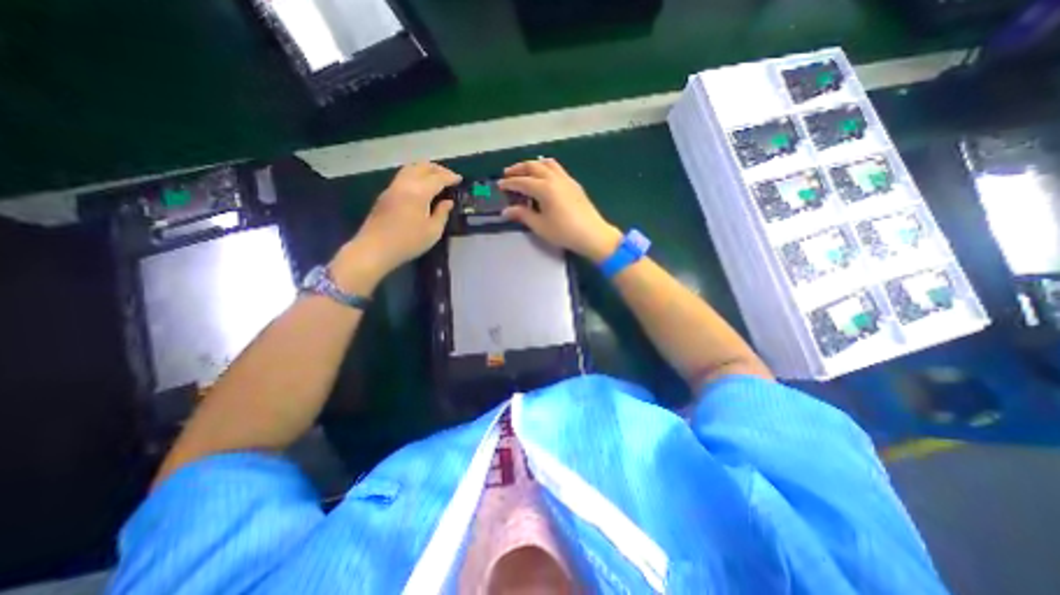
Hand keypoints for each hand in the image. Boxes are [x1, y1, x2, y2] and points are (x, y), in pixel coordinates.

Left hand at [331, 162, 459, 293]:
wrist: (375, 248)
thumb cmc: (408, 242)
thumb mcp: (433, 231)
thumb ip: (442, 213)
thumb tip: (448, 202)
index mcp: (419, 192)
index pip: (437, 178)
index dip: (450, 177)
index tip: (460, 179)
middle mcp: (405, 184)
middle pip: (422, 166)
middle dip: (438, 169)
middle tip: (449, 176)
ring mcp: (392, 188)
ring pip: (410, 168)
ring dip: (425, 169)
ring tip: (436, 178)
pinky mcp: (385, 194)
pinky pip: (403, 176)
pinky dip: (415, 175)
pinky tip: (421, 187)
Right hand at [501, 157, 623, 259]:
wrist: (592, 234)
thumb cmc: (564, 232)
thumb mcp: (540, 226)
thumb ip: (522, 215)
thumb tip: (506, 211)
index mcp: (544, 188)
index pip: (522, 182)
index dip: (509, 183)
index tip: (499, 185)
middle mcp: (554, 178)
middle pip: (533, 166)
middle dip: (518, 169)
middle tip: (507, 174)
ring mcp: (566, 179)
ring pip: (546, 163)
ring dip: (533, 165)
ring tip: (525, 172)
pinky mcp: (574, 184)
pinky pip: (557, 168)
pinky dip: (546, 167)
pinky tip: (544, 177)